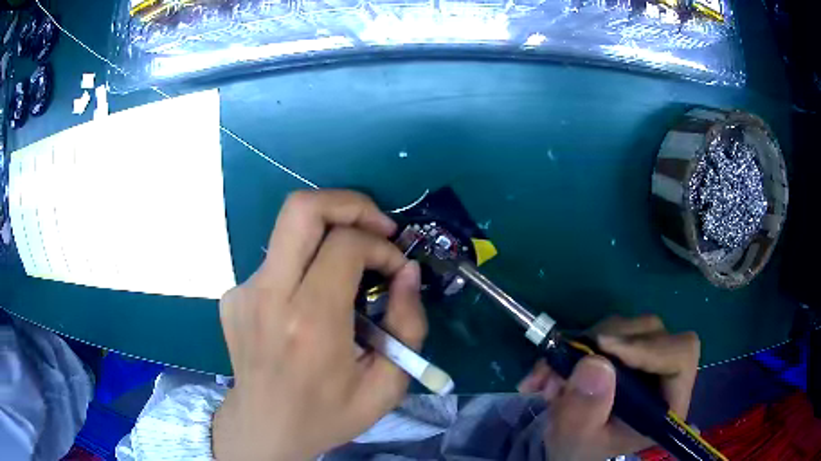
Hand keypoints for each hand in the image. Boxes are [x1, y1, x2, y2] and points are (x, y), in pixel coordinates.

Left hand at [212, 190, 426, 460]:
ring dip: (328, 235)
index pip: (345, 245)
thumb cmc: (327, 414)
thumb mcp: (386, 386)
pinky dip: (303, 266)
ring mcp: (242, 292)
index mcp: (310, 324)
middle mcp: (268, 297)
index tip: (395, 268)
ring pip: (288, 231)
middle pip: (301, 208)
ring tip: (349, 268)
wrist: (264, 428)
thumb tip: (407, 272)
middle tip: (375, 226)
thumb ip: (408, 326)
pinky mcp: (232, 295)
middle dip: (347, 203)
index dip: (380, 246)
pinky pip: (276, 262)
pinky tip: (311, 301)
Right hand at [517, 315, 699, 460]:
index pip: (680, 355)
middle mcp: (664, 375)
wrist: (570, 447)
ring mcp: (648, 359)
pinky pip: (610, 330)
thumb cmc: (580, 449)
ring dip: (588, 344)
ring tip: (554, 376)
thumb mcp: (576, 439)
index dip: (647, 346)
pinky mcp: (629, 350)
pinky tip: (556, 369)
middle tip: (569, 361)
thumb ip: (585, 410)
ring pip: (630, 327)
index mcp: (666, 403)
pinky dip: (580, 343)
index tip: (602, 348)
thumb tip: (594, 362)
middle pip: (654, 334)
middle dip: (608, 343)